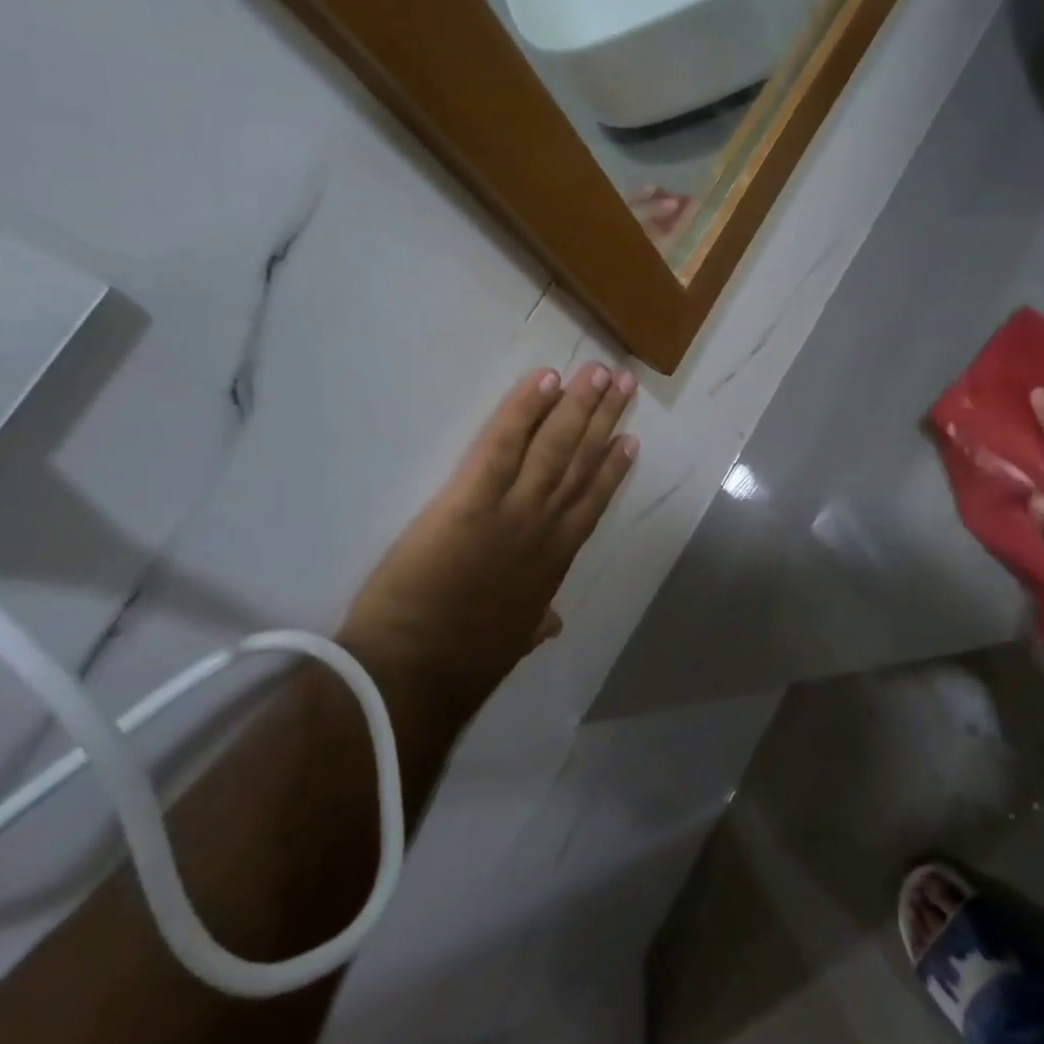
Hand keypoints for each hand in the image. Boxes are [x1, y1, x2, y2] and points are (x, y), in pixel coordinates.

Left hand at [339, 363, 636, 714]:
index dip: (612, 469)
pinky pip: (503, 443)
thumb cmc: (461, 660)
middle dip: (604, 419)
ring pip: (554, 445)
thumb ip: (535, 623)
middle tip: (623, 383)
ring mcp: (512, 508)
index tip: (629, 440)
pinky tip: (545, 380)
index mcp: (554, 561)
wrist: (414, 672)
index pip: (591, 502)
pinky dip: (525, 409)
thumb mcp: (513, 643)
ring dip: (579, 404)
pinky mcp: (472, 496)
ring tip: (598, 371)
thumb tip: (553, 623)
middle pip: (581, 461)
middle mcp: (544, 526)